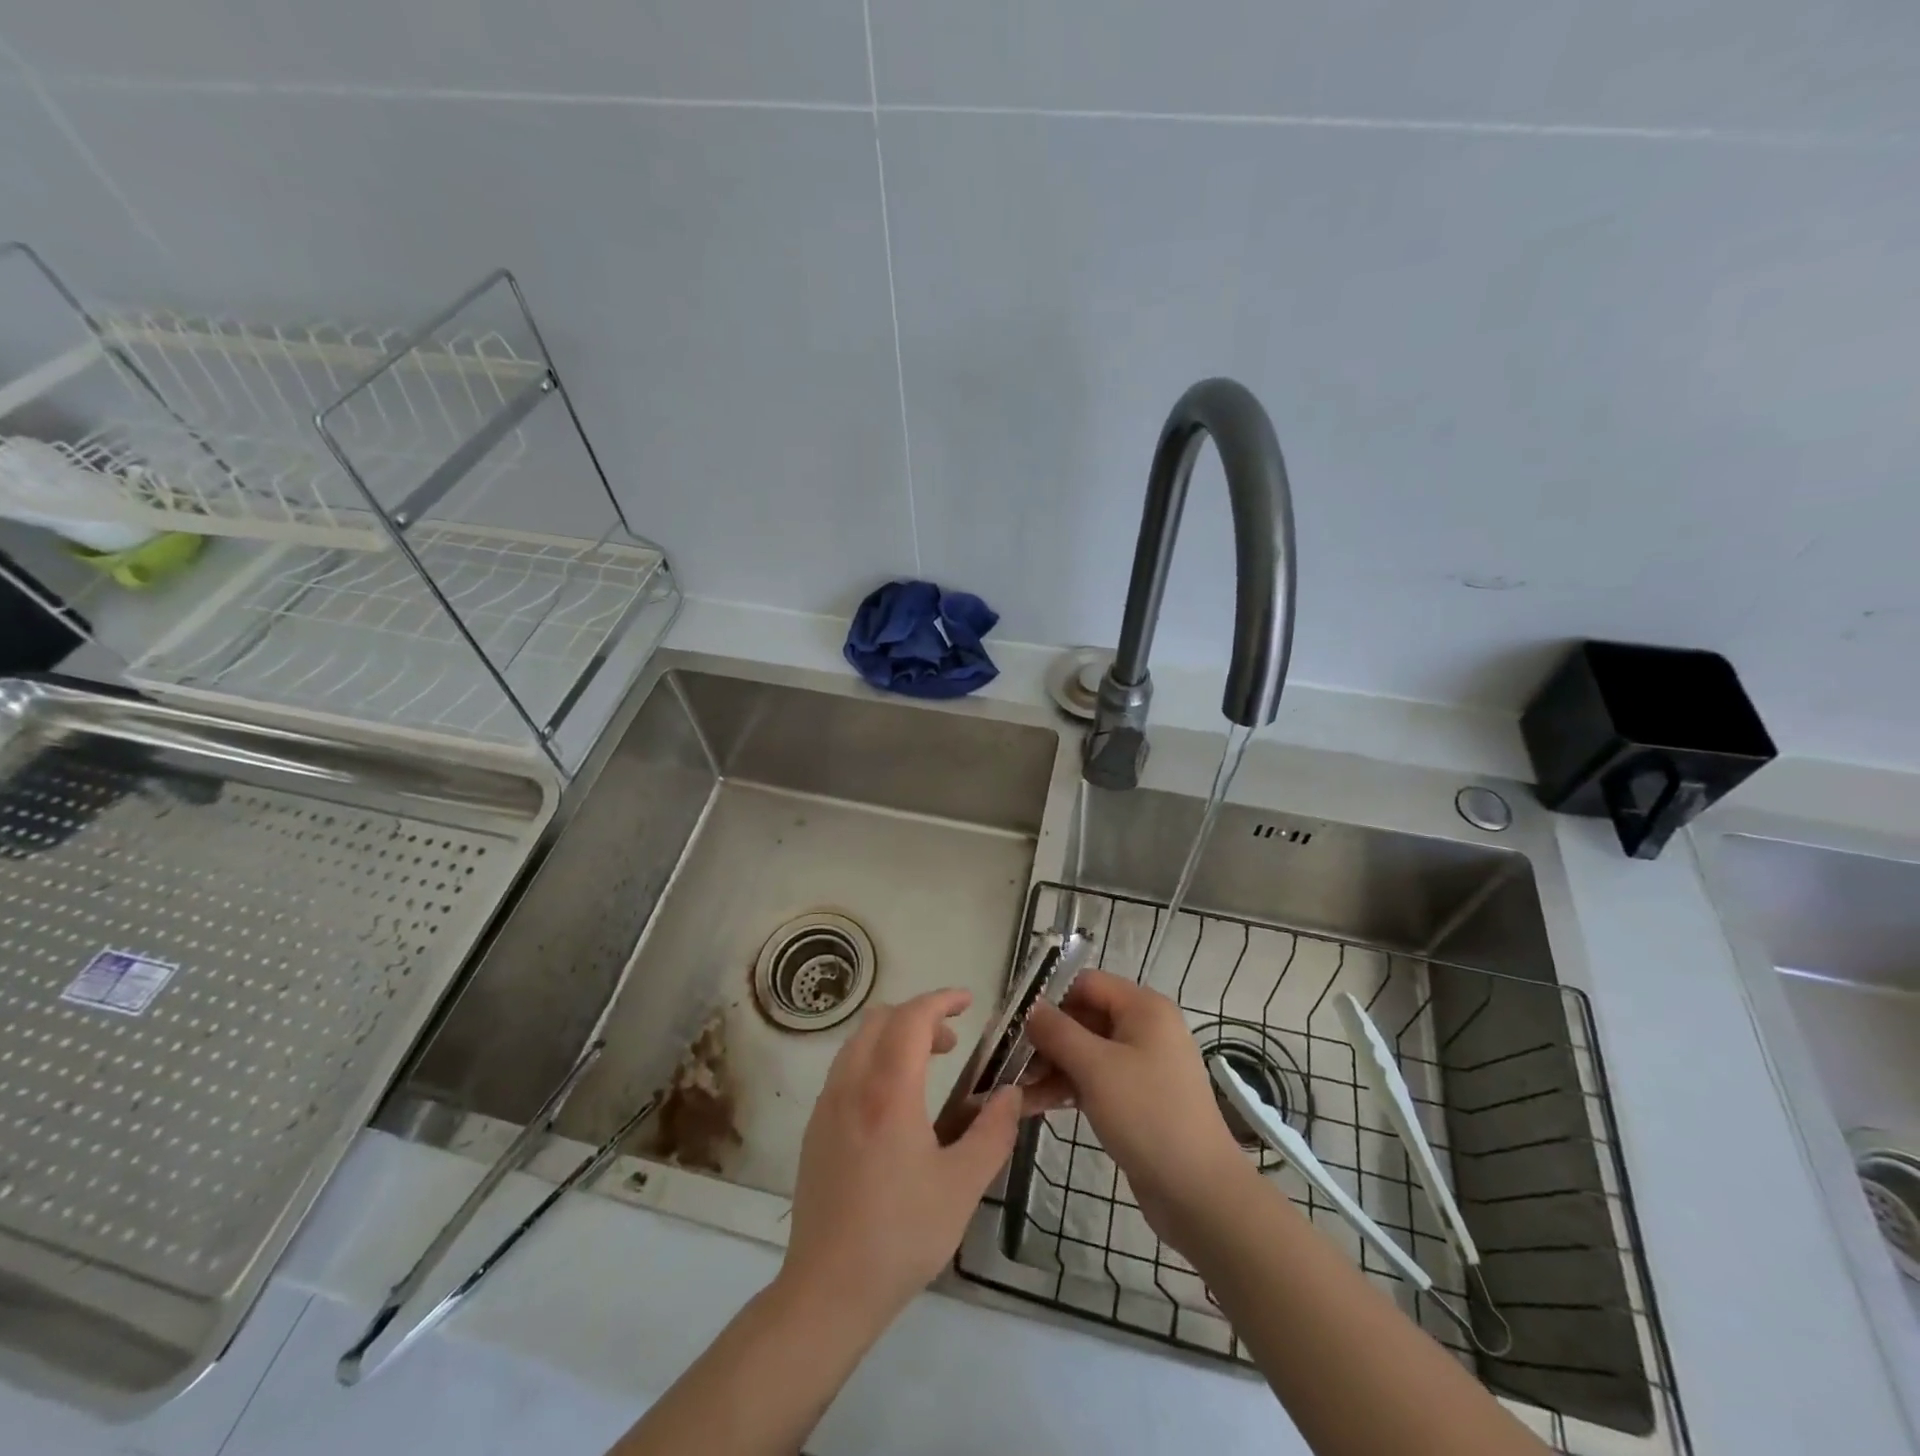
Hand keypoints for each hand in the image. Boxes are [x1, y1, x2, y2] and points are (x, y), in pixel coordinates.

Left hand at [779, 988, 1023, 1332]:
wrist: (827, 1291)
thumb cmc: (901, 1235)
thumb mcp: (963, 1186)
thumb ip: (993, 1132)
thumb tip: (1010, 1093)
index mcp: (888, 1090)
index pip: (912, 1018)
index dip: (941, 1000)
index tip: (969, 1002)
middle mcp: (851, 1084)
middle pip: (880, 1019)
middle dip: (919, 1016)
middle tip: (952, 1042)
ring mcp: (826, 1105)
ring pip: (858, 1041)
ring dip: (894, 1037)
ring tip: (927, 1068)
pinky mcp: (815, 1128)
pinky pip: (845, 1069)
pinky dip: (873, 1060)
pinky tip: (894, 1104)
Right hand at [1024, 970, 1252, 1246]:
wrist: (1199, 1193)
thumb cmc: (1148, 1116)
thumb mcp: (1096, 1068)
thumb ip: (1057, 1031)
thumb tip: (1028, 1007)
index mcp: (1143, 1008)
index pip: (1086, 983)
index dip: (1048, 996)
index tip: (1011, 1018)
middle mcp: (1144, 1028)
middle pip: (1083, 1017)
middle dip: (1043, 1037)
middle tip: (1004, 1056)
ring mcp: (1141, 1065)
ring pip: (1084, 1052)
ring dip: (1049, 1066)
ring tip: (1010, 1087)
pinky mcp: (1135, 1098)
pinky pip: (1093, 1080)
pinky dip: (1065, 1088)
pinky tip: (1030, 1105)